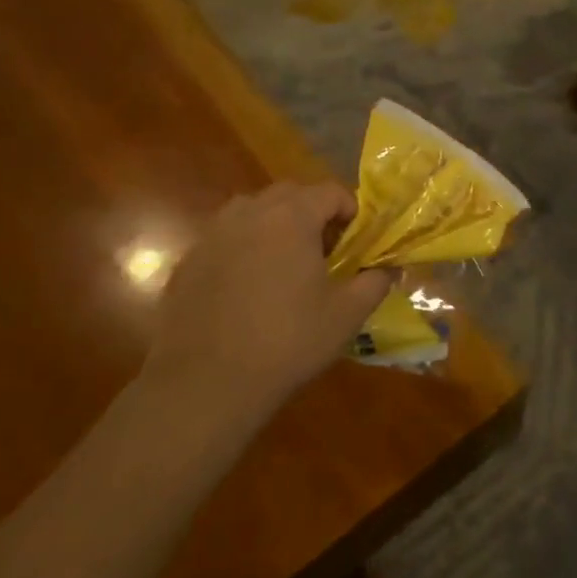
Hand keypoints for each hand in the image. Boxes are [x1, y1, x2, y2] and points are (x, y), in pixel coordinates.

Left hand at [140, 183, 395, 419]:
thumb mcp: (346, 315)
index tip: (356, 241)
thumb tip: (389, 268)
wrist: (205, 385)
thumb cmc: (287, 342)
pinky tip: (246, 289)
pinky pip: (224, 240)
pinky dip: (242, 249)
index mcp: (291, 217)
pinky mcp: (187, 262)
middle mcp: (249, 214)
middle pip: (289, 194)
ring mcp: (212, 236)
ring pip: (251, 211)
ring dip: (273, 225)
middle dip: (311, 212)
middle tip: (323, 250)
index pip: (329, 192)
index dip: (350, 211)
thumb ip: (375, 282)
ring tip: (283, 264)